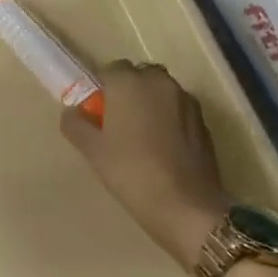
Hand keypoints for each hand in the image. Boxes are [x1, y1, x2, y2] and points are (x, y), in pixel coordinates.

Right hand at [60, 61, 229, 265]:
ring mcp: (186, 100)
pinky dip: (170, 120)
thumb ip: (76, 124)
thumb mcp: (92, 151)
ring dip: (151, 105)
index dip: (103, 90)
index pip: (110, 70)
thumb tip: (73, 112)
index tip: (98, 114)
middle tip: (119, 124)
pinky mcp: (204, 121)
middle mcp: (159, 82)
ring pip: (162, 93)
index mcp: (129, 82)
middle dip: (129, 93)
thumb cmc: (131, 172)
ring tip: (143, 139)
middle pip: (139, 77)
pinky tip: (164, 150)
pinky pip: (179, 111)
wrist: (186, 206)